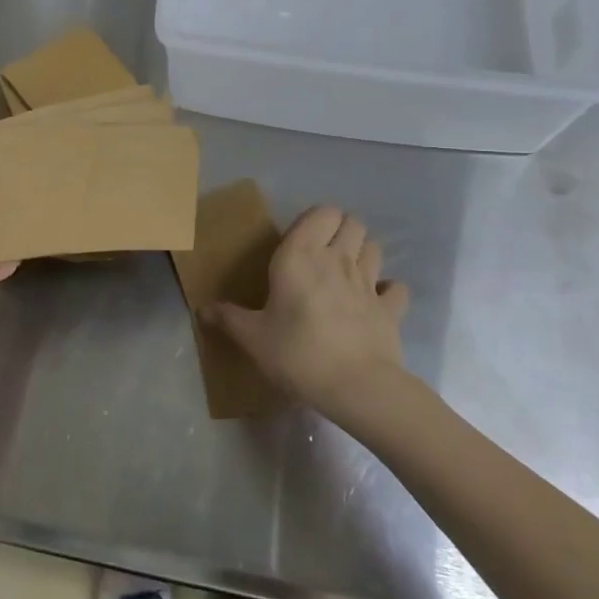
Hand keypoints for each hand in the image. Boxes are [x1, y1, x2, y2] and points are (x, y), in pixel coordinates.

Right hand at [207, 205, 408, 422]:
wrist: (356, 386)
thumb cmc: (297, 353)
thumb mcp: (253, 338)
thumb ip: (228, 318)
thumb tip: (202, 309)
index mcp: (301, 255)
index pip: (321, 212)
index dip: (315, 220)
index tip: (300, 240)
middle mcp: (337, 259)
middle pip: (352, 222)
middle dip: (341, 230)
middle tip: (324, 253)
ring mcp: (369, 282)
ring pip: (374, 247)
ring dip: (363, 253)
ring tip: (348, 272)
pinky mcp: (391, 308)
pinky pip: (396, 288)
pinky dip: (388, 290)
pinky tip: (376, 302)